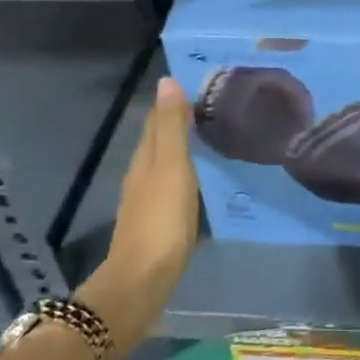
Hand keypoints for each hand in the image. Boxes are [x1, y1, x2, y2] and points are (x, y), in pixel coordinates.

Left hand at [103, 75, 199, 286]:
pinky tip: (204, 179)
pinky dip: (188, 174)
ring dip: (185, 149)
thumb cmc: (161, 218)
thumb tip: (167, 80)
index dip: (175, 102)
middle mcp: (143, 174)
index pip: (158, 119)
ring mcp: (148, 199)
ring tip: (214, 139)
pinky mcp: (159, 221)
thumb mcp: (171, 166)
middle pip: (161, 140)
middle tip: (216, 109)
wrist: (143, 278)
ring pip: (167, 163)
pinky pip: (174, 185)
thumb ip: (171, 127)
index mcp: (145, 157)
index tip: (204, 87)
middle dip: (182, 123)